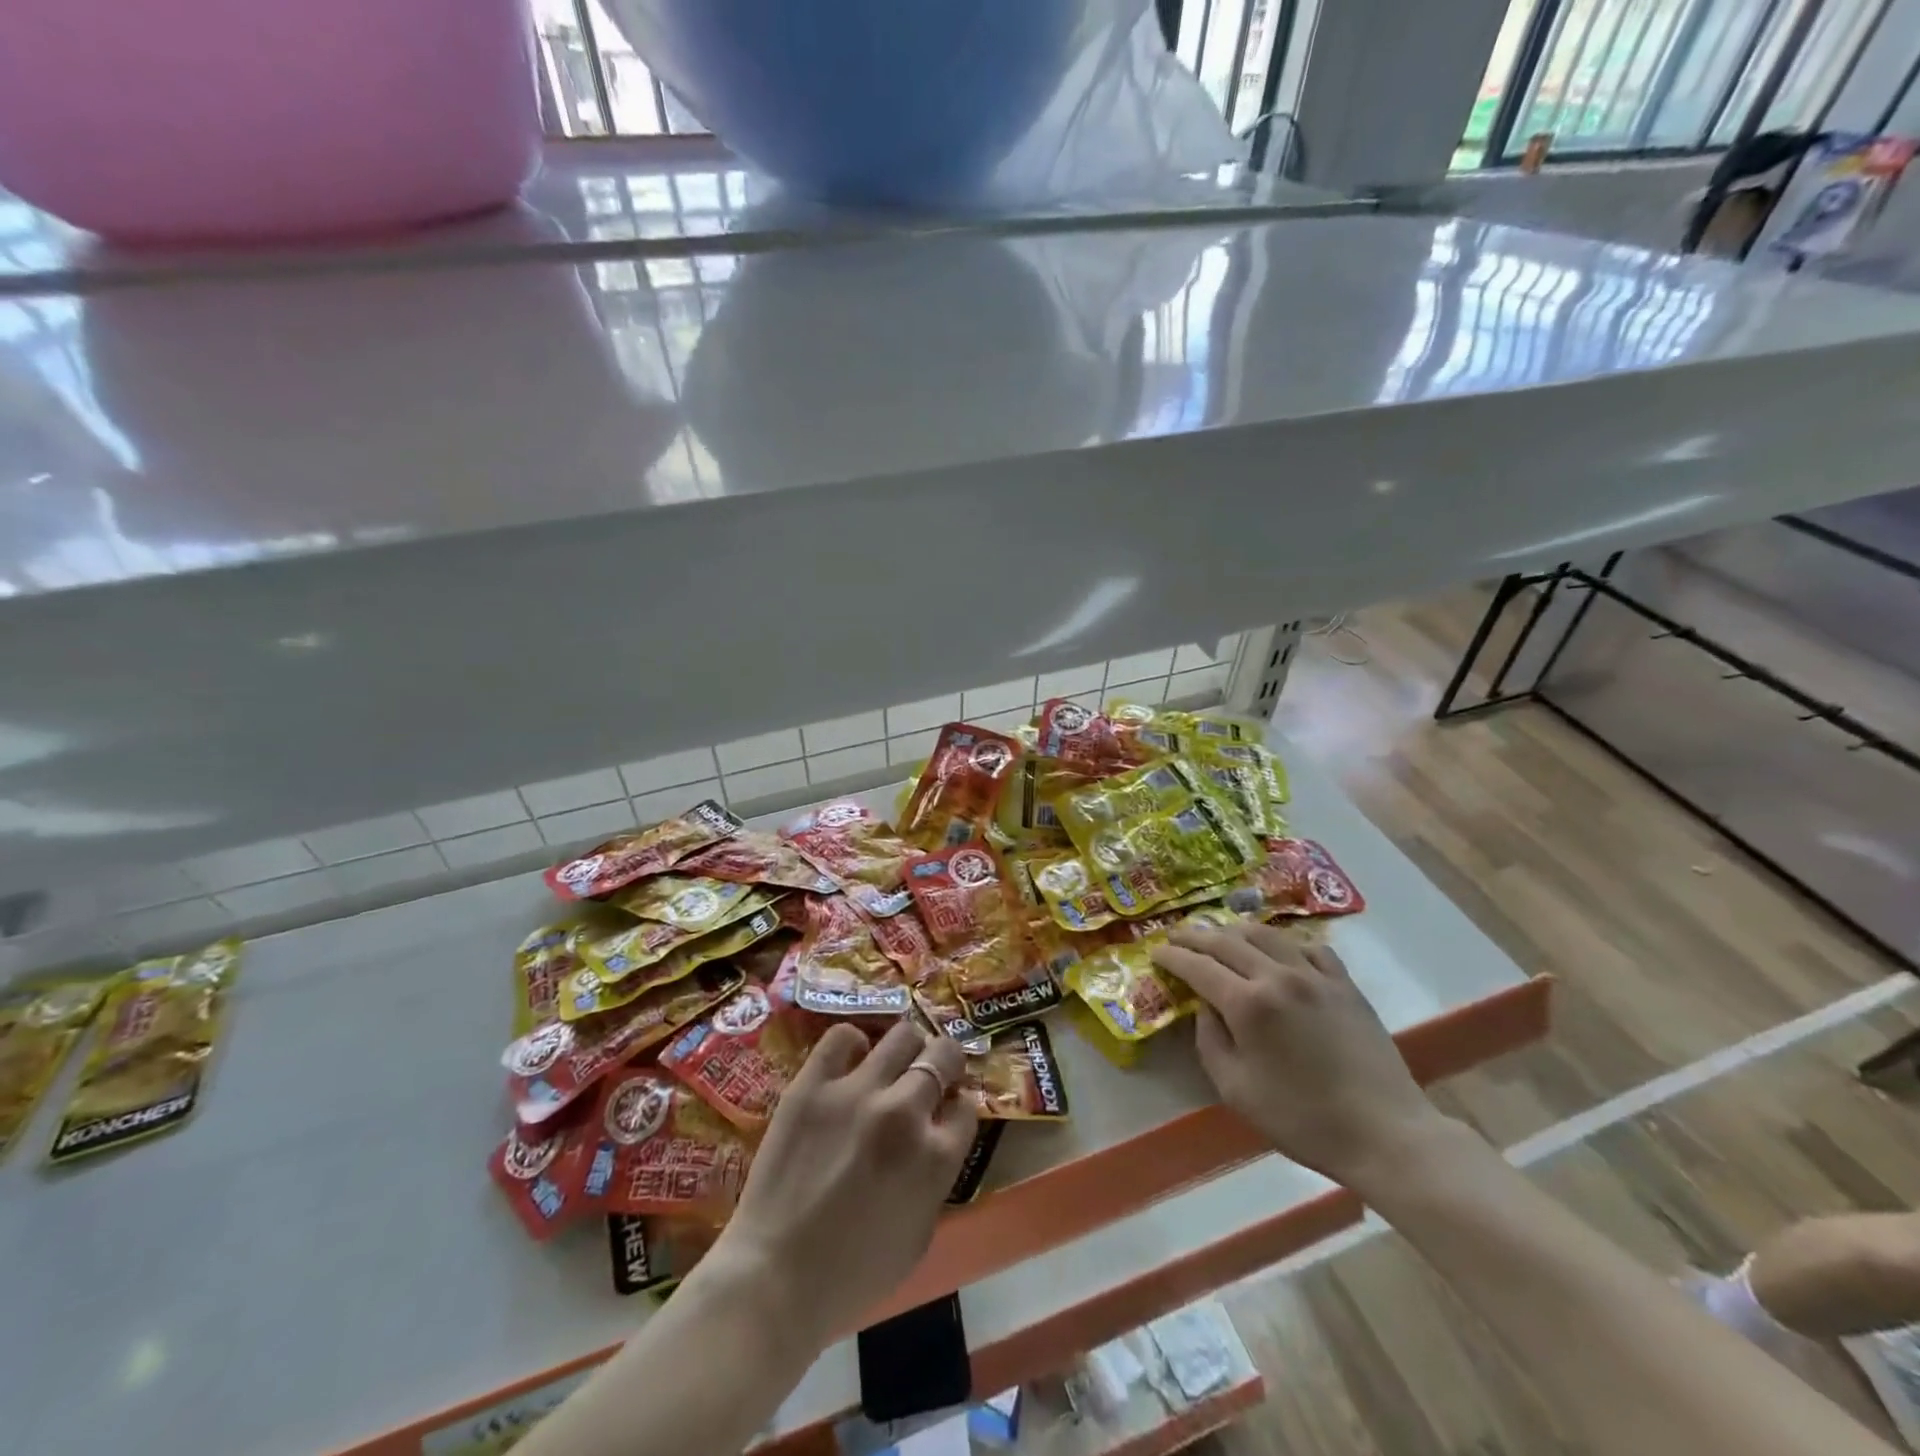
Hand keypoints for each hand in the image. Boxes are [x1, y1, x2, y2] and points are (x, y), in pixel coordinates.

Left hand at [713, 1020, 978, 1341]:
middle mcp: (904, 1112)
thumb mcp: (919, 1235)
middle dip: (944, 1062)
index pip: (966, 1106)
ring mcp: (856, 1091)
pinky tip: (850, 1060)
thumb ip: (936, 1178)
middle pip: (943, 1055)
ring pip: (902, 1034)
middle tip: (930, 1073)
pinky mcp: (812, 1084)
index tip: (947, 1108)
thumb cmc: (853, 1275)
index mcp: (935, 1156)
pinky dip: (853, 1043)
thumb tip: (937, 1138)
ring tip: (893, 1063)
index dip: (958, 1105)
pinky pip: (842, 1036)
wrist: (773, 1279)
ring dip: (907, 1047)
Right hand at [1151, 922, 1446, 1188]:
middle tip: (1175, 936)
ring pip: (1265, 935)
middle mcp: (1278, 976)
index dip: (1172, 957)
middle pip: (1226, 941)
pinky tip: (1277, 951)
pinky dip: (1282, 943)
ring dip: (1234, 930)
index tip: (1155, 953)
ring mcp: (1315, 975)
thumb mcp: (1236, 1089)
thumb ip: (1210, 1041)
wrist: (1385, 1133)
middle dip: (1195, 936)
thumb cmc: (1302, 1119)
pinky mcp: (1344, 983)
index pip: (1198, 966)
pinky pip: (1307, 947)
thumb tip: (1204, 1007)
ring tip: (1218, 935)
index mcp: (1248, 1004)